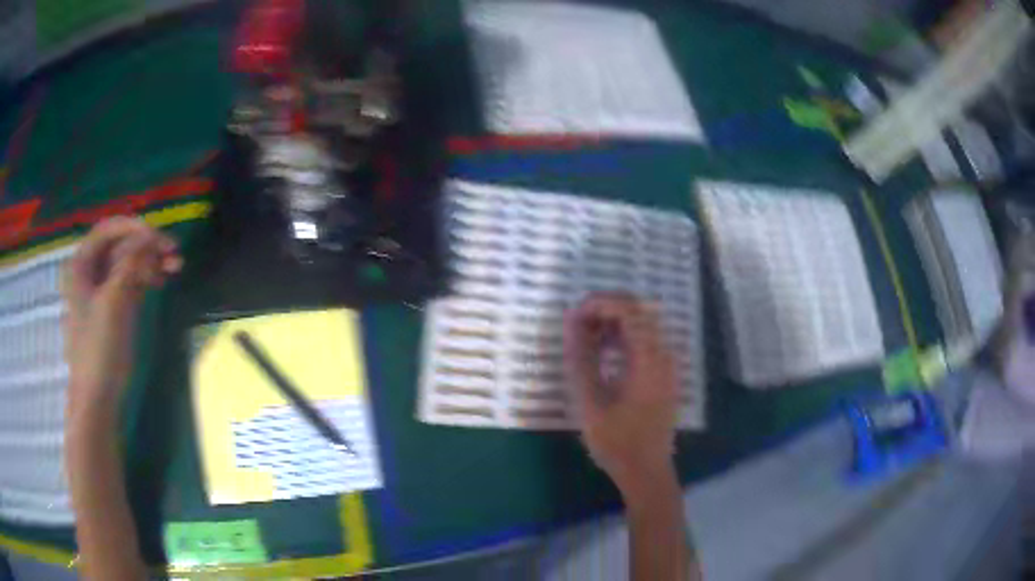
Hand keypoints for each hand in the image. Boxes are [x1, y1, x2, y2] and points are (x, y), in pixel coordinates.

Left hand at [61, 217, 181, 417]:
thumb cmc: (99, 348)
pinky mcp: (111, 309)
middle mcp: (90, 272)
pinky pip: (129, 282)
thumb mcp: (114, 301)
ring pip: (127, 265)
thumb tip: (149, 234)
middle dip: (146, 246)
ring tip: (174, 268)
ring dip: (150, 262)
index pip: (109, 230)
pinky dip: (145, 279)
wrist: (97, 398)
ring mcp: (100, 291)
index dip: (134, 227)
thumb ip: (130, 263)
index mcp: (82, 264)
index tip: (158, 237)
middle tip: (174, 253)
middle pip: (120, 246)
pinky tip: (160, 281)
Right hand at [564, 294, 678, 493]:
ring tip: (585, 338)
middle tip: (577, 325)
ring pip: (642, 323)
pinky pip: (645, 340)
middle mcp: (663, 354)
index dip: (598, 304)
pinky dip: (622, 337)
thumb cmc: (617, 442)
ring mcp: (667, 363)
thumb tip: (571, 323)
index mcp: (648, 359)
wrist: (647, 471)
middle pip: (638, 310)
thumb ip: (580, 359)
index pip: (628, 309)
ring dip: (613, 322)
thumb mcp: (590, 402)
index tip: (572, 317)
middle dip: (605, 309)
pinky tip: (603, 354)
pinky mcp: (664, 373)